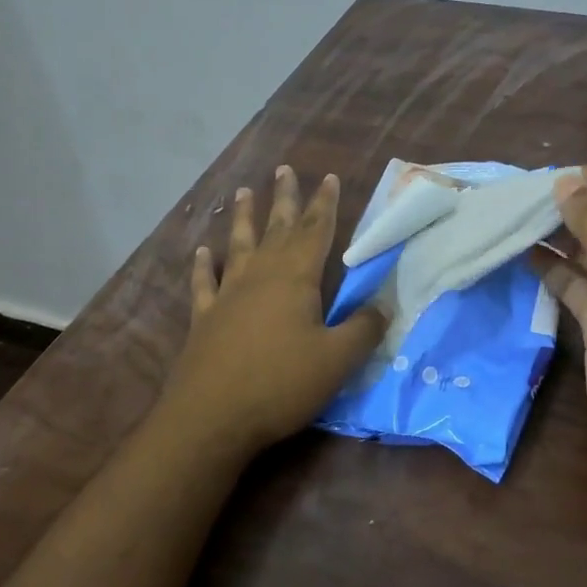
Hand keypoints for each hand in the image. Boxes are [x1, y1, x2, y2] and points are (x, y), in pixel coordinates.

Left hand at [158, 166, 386, 457]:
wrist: (212, 417)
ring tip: (242, 193)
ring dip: (243, 218)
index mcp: (295, 279)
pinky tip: (203, 252)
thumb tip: (384, 306)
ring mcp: (227, 295)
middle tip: (284, 169)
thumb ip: (364, 330)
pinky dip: (204, 265)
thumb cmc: (281, 384)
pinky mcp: (204, 319)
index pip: (315, 231)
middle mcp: (260, 276)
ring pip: (239, 246)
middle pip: (276, 228)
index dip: (324, 204)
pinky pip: (205, 282)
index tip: (328, 177)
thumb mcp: (337, 360)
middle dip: (284, 199)